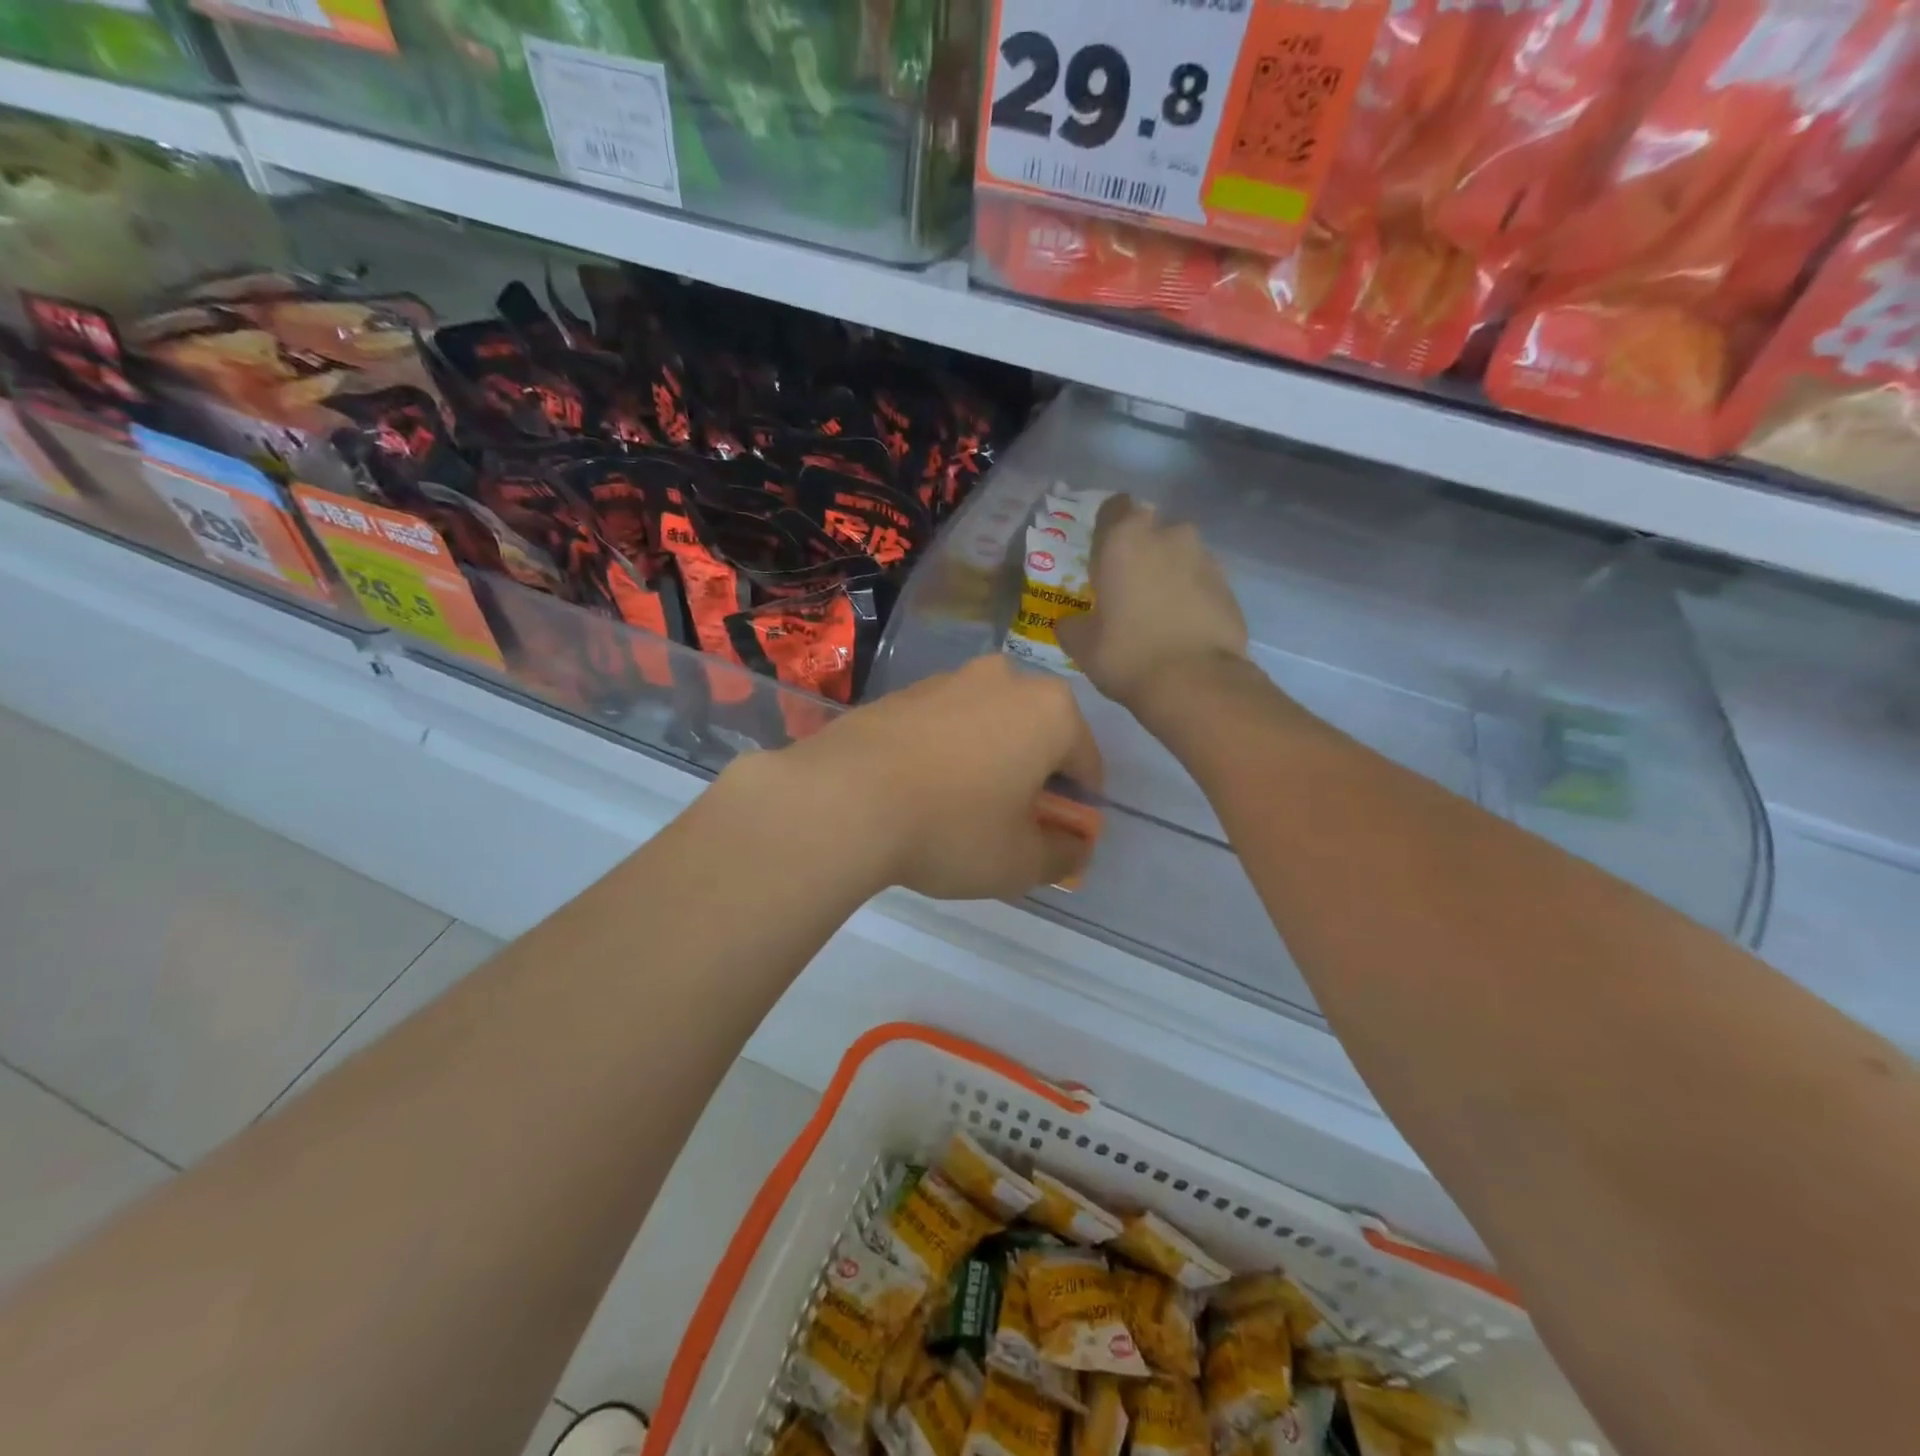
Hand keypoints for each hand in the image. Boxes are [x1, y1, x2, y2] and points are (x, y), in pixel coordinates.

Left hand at [747, 655, 1102, 900]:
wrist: (843, 799)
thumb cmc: (952, 828)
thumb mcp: (1022, 862)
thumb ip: (1064, 854)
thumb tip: (1075, 846)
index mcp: (1050, 710)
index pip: (1086, 763)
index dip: (1078, 806)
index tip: (1057, 837)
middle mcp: (1005, 679)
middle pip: (1037, 736)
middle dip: (1033, 777)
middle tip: (1011, 824)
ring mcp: (948, 679)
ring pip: (988, 726)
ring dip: (988, 761)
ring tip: (960, 810)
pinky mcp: (902, 692)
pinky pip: (943, 726)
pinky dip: (946, 753)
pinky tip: (920, 792)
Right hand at [1056, 499, 1249, 713]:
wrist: (1196, 682)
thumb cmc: (1127, 655)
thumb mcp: (1082, 645)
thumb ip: (1071, 624)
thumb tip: (1069, 621)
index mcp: (1124, 539)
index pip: (1114, 507)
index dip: (1107, 526)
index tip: (1101, 552)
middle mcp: (1168, 535)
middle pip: (1150, 529)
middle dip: (1140, 550)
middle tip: (1127, 585)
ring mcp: (1204, 557)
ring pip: (1179, 553)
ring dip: (1167, 571)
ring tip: (1157, 609)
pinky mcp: (1228, 584)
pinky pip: (1201, 579)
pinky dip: (1190, 593)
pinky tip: (1181, 625)